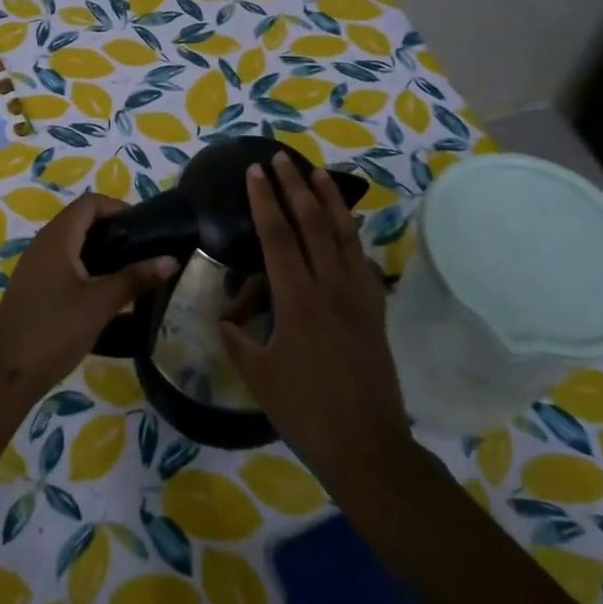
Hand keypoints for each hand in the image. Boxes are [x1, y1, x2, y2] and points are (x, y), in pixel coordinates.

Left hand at [0, 192, 176, 399]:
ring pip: (71, 242)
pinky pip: (62, 261)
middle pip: (80, 219)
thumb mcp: (100, 304)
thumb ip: (135, 278)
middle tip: (142, 248)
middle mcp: (42, 243)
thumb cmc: (55, 331)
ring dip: (99, 248)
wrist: (6, 374)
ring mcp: (34, 265)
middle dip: (112, 228)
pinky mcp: (32, 286)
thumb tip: (171, 260)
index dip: (118, 207)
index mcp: (56, 238)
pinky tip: (102, 289)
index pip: (89, 203)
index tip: (145, 227)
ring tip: (128, 268)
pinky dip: (85, 264)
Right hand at [220, 153, 410, 491]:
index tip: (255, 170)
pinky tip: (345, 231)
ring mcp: (359, 296)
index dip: (265, 200)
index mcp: (298, 299)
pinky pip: (362, 262)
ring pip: (343, 235)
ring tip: (318, 172)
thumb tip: (227, 320)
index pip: (278, 236)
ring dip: (329, 200)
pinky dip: (350, 238)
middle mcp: (331, 287)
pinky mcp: (375, 311)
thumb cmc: (304, 411)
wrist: (366, 445)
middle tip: (281, 158)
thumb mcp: (257, 375)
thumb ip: (238, 340)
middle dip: (295, 186)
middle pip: (312, 223)